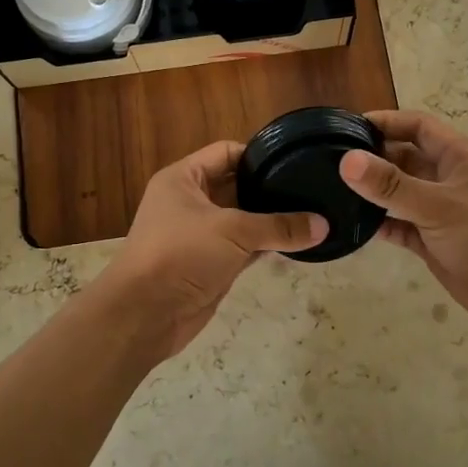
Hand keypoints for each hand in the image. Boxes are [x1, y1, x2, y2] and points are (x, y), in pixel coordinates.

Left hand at [95, 140, 326, 359]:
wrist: (145, 314)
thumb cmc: (181, 255)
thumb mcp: (233, 231)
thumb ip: (279, 226)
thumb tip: (323, 225)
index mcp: (183, 178)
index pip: (226, 152)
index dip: (258, 154)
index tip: (295, 160)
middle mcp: (190, 201)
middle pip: (236, 186)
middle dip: (269, 188)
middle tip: (312, 188)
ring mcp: (199, 234)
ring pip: (242, 219)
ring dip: (270, 220)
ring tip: (313, 214)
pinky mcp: (209, 264)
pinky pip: (243, 247)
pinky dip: (265, 246)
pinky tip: (296, 243)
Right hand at [339, 110, 467, 340]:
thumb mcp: (439, 205)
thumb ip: (392, 185)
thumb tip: (347, 160)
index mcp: (460, 157)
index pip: (418, 126)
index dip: (385, 122)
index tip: (346, 127)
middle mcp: (449, 179)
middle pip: (405, 157)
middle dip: (373, 157)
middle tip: (329, 160)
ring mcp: (442, 211)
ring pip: (401, 193)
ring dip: (373, 191)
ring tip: (332, 190)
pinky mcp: (434, 242)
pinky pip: (401, 225)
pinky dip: (380, 224)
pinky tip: (352, 225)